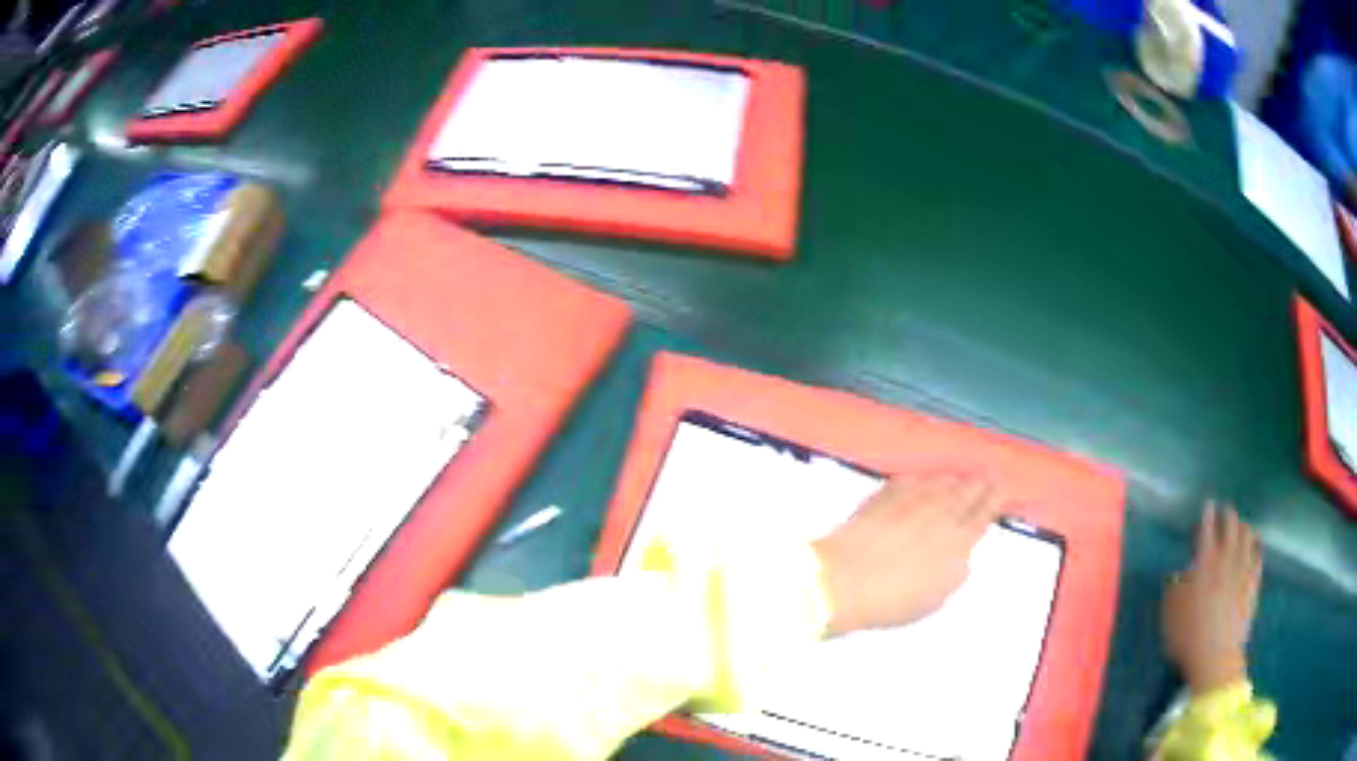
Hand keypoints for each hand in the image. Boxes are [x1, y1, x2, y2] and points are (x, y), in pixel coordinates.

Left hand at [812, 473, 1002, 636]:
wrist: (842, 581)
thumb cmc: (890, 601)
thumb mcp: (934, 599)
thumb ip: (954, 573)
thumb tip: (962, 557)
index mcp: (958, 542)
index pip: (984, 515)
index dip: (994, 501)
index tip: (1002, 491)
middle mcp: (940, 514)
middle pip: (968, 491)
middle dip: (980, 484)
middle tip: (989, 478)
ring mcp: (912, 500)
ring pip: (942, 481)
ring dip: (955, 479)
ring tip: (961, 479)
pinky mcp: (885, 494)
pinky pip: (912, 480)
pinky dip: (923, 480)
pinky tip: (925, 481)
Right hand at [1162, 501, 1262, 694]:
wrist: (1216, 657)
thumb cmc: (1188, 636)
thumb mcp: (1171, 614)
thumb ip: (1175, 588)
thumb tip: (1180, 574)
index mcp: (1205, 562)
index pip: (1207, 528)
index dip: (1207, 514)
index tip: (1208, 505)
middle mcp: (1227, 557)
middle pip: (1231, 523)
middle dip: (1227, 514)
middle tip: (1223, 513)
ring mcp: (1244, 568)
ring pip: (1248, 534)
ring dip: (1243, 527)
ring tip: (1239, 528)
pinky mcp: (1254, 582)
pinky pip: (1258, 555)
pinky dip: (1256, 546)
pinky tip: (1254, 548)